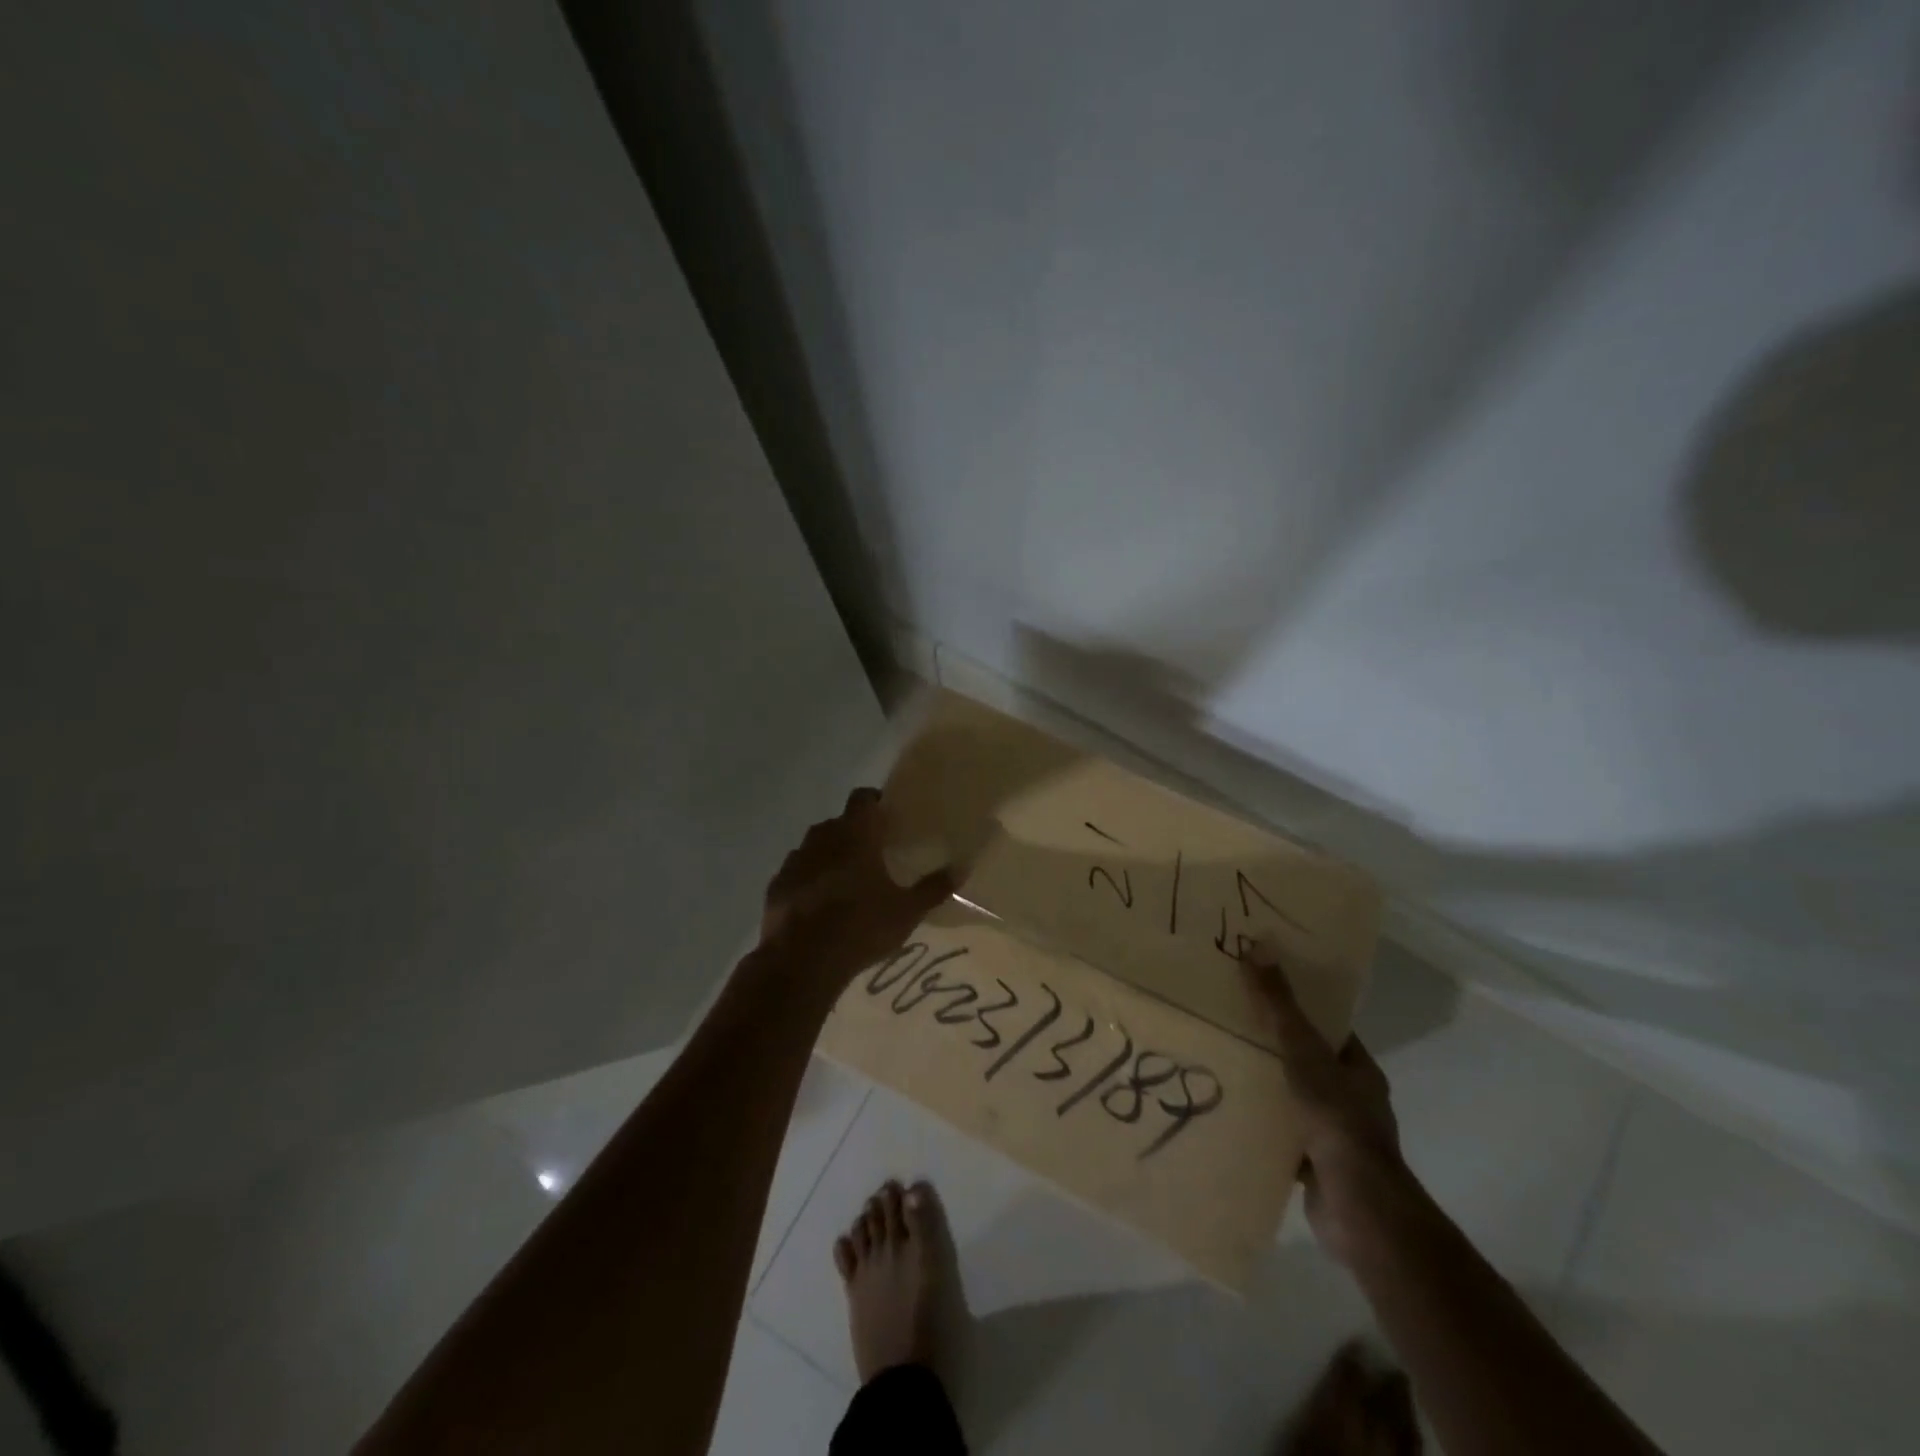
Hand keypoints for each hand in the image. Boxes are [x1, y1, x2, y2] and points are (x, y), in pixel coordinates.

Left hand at [760, 788, 953, 991]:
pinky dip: (808, 880)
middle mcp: (822, 837)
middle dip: (855, 833)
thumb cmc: (860, 927)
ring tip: (846, 882)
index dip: (876, 802)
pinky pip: (797, 873)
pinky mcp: (776, 885)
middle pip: (839, 822)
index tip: (889, 818)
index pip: (863, 798)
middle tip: (874, 855)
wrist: (799, 962)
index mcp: (855, 835)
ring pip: (815, 847)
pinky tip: (819, 904)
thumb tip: (961, 867)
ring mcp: (795, 860)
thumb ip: (933, 888)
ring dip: (829, 856)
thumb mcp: (906, 912)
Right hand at [1244, 954, 1414, 1266]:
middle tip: (1226, 1021)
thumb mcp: (1303, 1052)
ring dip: (1264, 1086)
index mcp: (1359, 1070)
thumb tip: (1258, 945)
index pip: (1328, 1027)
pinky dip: (1259, 1124)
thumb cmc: (1336, 1119)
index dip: (1298, 1006)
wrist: (1358, 1209)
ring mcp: (1335, 1135)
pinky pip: (1281, 1134)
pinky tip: (1227, 1112)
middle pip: (1307, 1061)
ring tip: (1219, 1063)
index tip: (1260, 987)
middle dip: (1272, 1046)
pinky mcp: (1315, 1166)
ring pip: (1293, 1099)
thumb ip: (1279, 1005)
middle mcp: (1351, 1099)